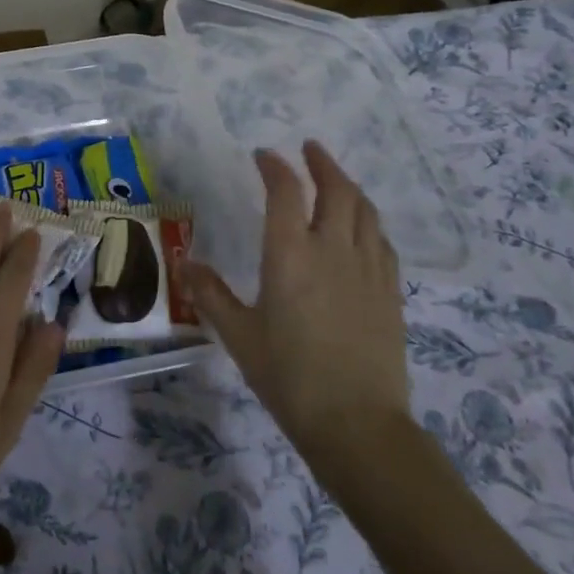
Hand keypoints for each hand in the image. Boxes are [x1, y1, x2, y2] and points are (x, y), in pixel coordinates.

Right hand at [180, 142, 411, 477]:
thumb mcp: (239, 335)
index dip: (274, 167)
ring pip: (365, 210)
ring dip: (349, 186)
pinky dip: (368, 221)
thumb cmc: (289, 377)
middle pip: (336, 190)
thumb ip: (210, 294)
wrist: (358, 424)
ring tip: (336, 180)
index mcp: (290, 254)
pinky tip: (363, 229)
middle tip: (309, 149)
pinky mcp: (390, 292)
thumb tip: (184, 265)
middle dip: (322, 163)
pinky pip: (382, 241)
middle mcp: (332, 249)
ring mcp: (367, 269)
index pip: (285, 192)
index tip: (263, 156)